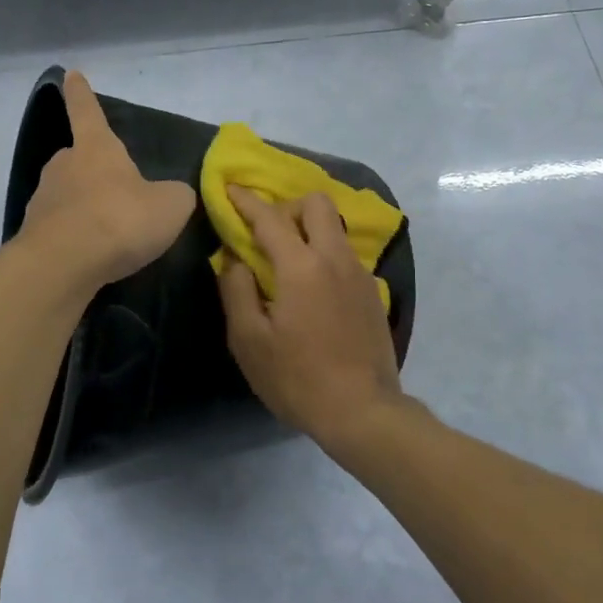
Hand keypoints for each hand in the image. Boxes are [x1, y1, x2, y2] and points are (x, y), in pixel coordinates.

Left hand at [18, 71, 196, 287]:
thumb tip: (172, 195)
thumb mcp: (170, 206)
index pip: (88, 111)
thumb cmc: (119, 220)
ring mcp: (43, 199)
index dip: (81, 93)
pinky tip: (93, 256)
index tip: (70, 75)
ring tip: (109, 232)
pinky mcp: (33, 233)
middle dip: (94, 170)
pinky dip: (76, 236)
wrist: (63, 265)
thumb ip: (175, 195)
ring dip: (85, 207)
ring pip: (68, 195)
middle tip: (117, 192)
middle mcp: (64, 165)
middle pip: (78, 158)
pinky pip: (61, 227)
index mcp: (96, 148)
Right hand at [218, 186, 412, 448]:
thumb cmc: (297, 378)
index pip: (270, 218)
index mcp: (302, 266)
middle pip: (316, 204)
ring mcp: (360, 274)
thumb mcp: (249, 340)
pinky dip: (324, 253)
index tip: (230, 190)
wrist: (363, 411)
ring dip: (308, 228)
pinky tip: (312, 288)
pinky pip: (344, 254)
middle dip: (287, 206)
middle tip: (266, 232)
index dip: (246, 201)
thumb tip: (234, 259)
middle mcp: (335, 258)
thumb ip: (236, 290)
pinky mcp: (373, 292)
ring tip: (287, 259)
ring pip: (335, 227)